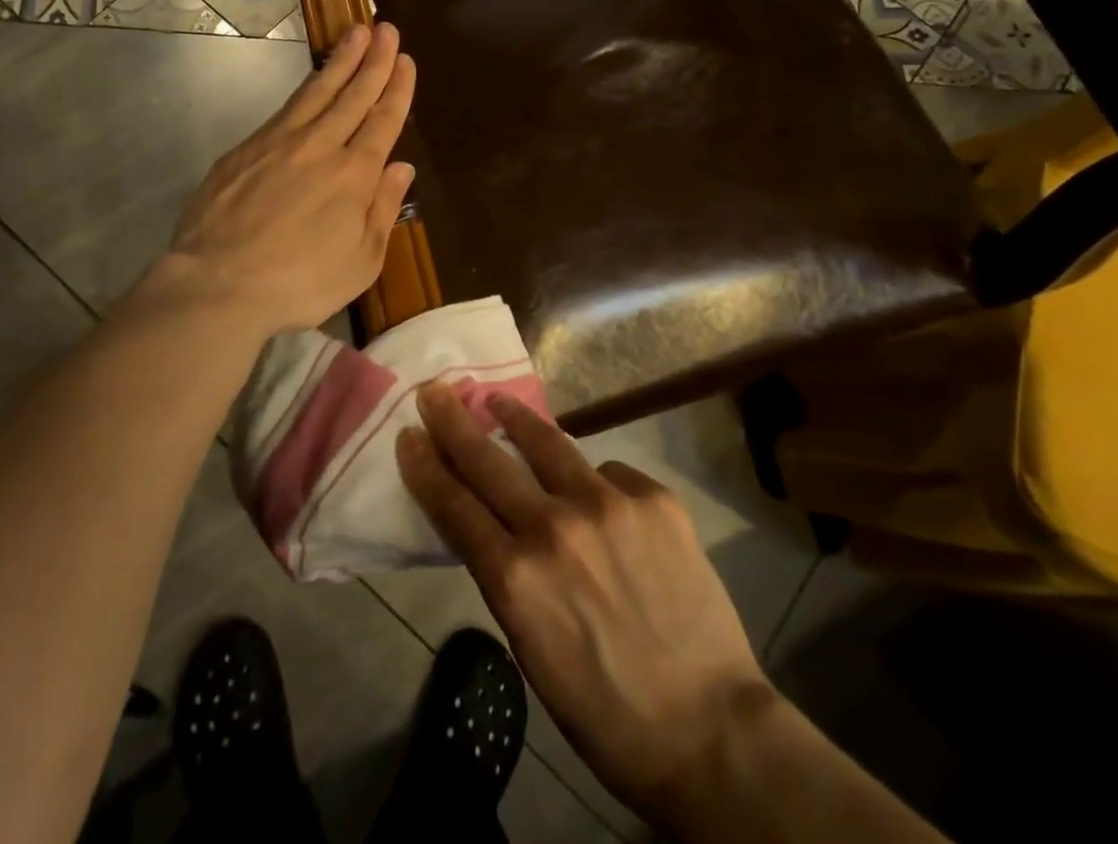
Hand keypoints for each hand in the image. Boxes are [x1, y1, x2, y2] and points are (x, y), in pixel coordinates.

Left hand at [166, 22, 415, 336]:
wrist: (219, 284)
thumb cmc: (300, 282)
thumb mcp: (361, 261)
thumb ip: (383, 209)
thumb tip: (402, 168)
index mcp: (354, 174)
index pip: (383, 120)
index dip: (397, 89)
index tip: (406, 60)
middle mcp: (320, 146)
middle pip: (353, 94)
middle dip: (374, 60)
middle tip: (386, 28)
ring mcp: (278, 143)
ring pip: (317, 91)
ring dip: (340, 61)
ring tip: (356, 34)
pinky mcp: (245, 149)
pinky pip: (284, 109)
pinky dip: (304, 89)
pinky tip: (311, 82)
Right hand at [397, 384, 773, 829]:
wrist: (708, 727)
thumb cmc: (604, 707)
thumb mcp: (530, 647)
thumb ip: (507, 575)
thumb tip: (493, 522)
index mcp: (516, 578)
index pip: (454, 505)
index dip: (426, 466)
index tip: (409, 435)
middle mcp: (555, 527)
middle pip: (488, 460)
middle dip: (454, 422)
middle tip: (435, 391)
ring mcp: (608, 504)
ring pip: (548, 443)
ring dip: (516, 419)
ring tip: (498, 401)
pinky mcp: (652, 497)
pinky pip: (608, 472)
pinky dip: (595, 483)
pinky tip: (602, 502)